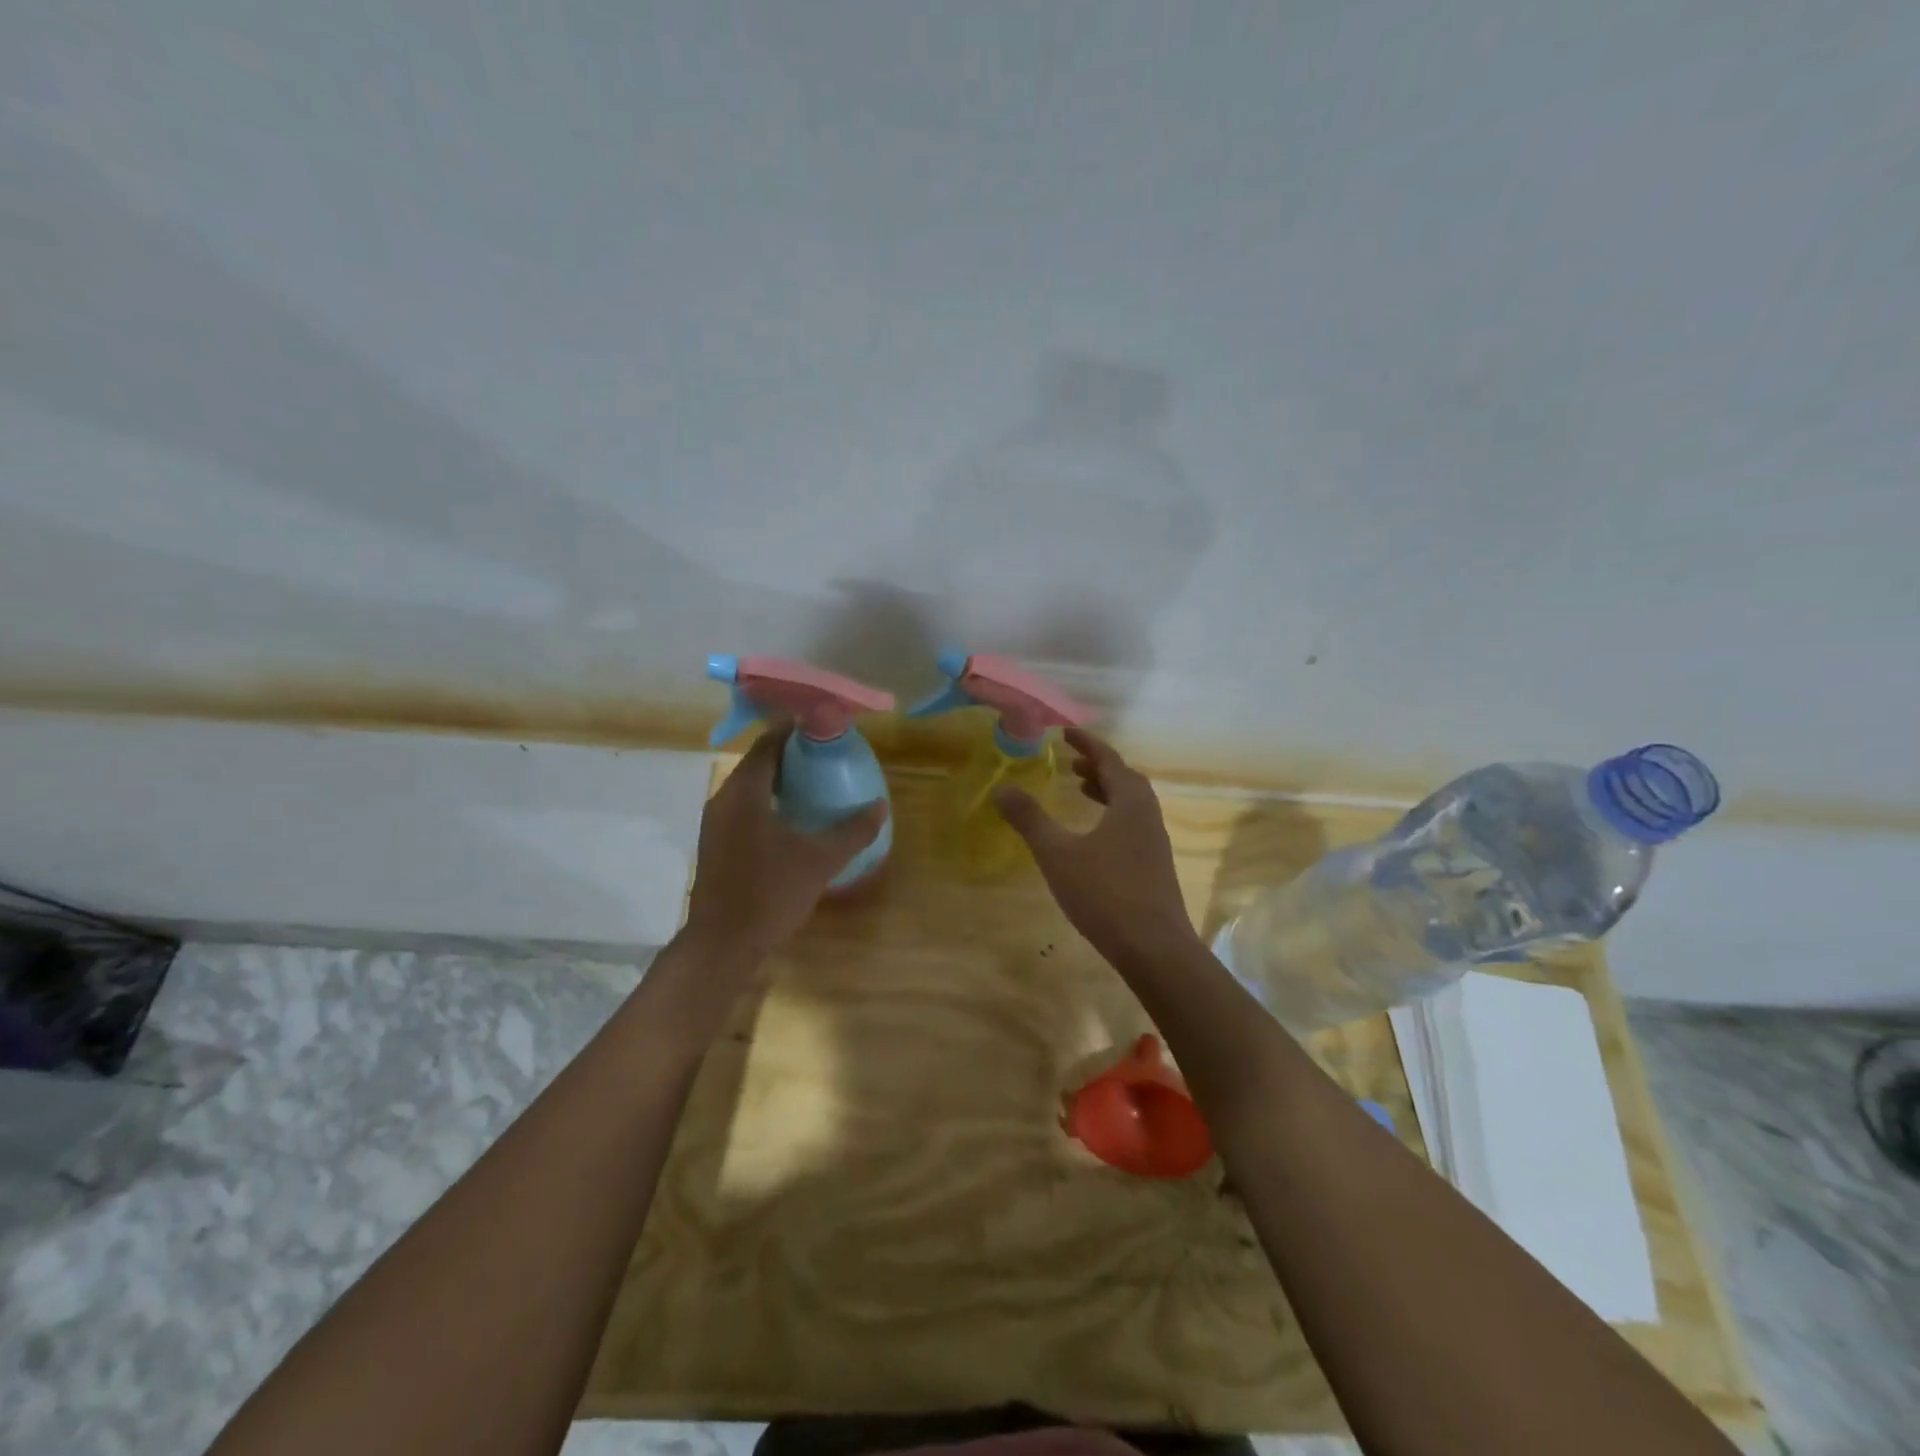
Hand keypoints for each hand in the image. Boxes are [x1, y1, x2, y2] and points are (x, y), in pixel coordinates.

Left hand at [684, 726, 888, 961]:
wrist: (722, 945)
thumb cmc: (770, 893)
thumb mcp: (820, 860)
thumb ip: (853, 831)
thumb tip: (880, 806)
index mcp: (744, 792)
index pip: (768, 743)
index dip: (795, 730)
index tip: (824, 727)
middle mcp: (724, 800)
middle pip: (758, 762)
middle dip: (792, 755)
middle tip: (828, 756)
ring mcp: (716, 824)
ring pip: (750, 787)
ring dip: (780, 780)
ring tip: (816, 784)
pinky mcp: (717, 845)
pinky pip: (745, 808)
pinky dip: (769, 802)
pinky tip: (794, 820)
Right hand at [994, 727, 1198, 967]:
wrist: (1155, 948)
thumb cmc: (1105, 893)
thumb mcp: (1058, 854)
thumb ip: (1030, 820)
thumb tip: (1002, 788)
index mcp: (1130, 802)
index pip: (1109, 759)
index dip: (1086, 743)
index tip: (1065, 733)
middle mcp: (1148, 815)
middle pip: (1125, 779)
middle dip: (1097, 767)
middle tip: (1070, 765)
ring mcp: (1155, 842)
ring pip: (1130, 804)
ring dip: (1106, 791)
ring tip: (1080, 792)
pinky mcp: (1154, 867)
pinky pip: (1132, 825)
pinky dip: (1111, 816)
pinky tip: (1093, 839)